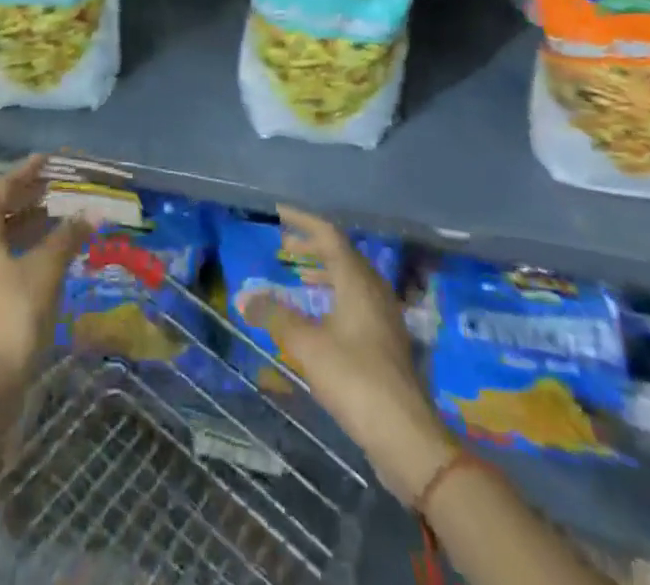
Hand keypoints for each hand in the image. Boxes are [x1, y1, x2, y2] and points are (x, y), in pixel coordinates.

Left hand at [0, 155, 90, 407]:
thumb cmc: (13, 316)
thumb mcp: (46, 270)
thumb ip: (68, 236)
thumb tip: (93, 212)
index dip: (25, 172)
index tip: (49, 162)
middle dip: (27, 197)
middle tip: (58, 187)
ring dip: (26, 224)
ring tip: (58, 217)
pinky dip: (20, 248)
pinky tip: (46, 254)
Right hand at [240, 205, 454, 504]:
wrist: (406, 436)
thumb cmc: (355, 379)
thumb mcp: (307, 345)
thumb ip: (275, 316)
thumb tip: (243, 296)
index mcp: (358, 281)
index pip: (329, 235)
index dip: (303, 221)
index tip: (279, 213)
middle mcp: (374, 290)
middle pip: (342, 254)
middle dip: (312, 246)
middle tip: (284, 246)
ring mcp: (384, 317)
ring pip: (351, 279)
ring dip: (323, 271)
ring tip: (297, 275)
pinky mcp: (387, 342)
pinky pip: (356, 300)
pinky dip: (333, 294)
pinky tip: (319, 314)